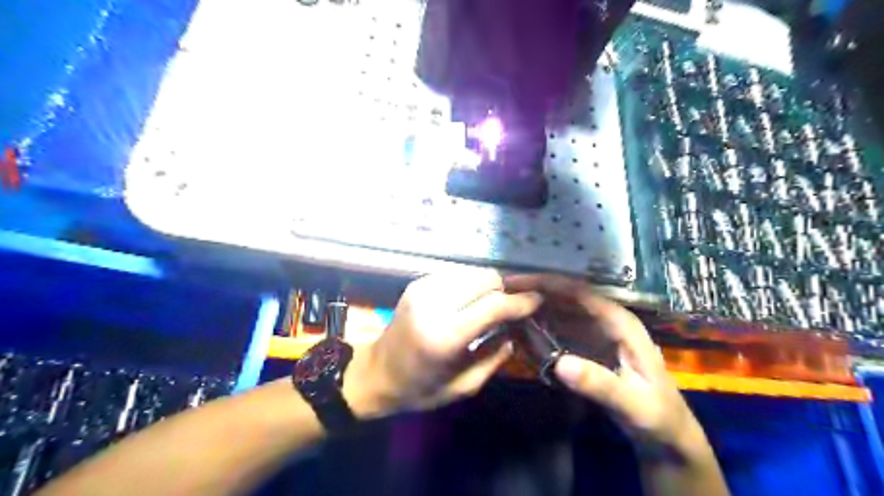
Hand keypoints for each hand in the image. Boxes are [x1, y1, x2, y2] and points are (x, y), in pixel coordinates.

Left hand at [343, 270, 538, 416]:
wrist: (377, 372)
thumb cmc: (420, 388)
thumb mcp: (463, 386)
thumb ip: (495, 358)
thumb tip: (516, 331)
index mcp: (444, 336)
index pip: (493, 305)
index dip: (521, 301)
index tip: (538, 300)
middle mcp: (433, 305)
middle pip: (485, 280)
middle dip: (506, 290)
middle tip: (513, 306)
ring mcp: (423, 289)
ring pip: (473, 273)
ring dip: (488, 286)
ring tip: (492, 304)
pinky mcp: (418, 283)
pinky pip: (457, 274)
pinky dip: (470, 285)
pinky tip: (470, 301)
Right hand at [508, 273, 709, 458]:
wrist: (668, 435)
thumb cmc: (657, 417)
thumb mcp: (633, 405)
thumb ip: (599, 384)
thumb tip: (560, 363)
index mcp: (621, 323)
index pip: (580, 293)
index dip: (548, 284)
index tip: (516, 282)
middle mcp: (607, 320)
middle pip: (567, 296)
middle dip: (536, 290)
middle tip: (502, 292)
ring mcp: (597, 332)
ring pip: (562, 310)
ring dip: (535, 306)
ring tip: (505, 305)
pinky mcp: (589, 345)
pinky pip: (561, 328)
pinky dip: (541, 324)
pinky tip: (522, 327)